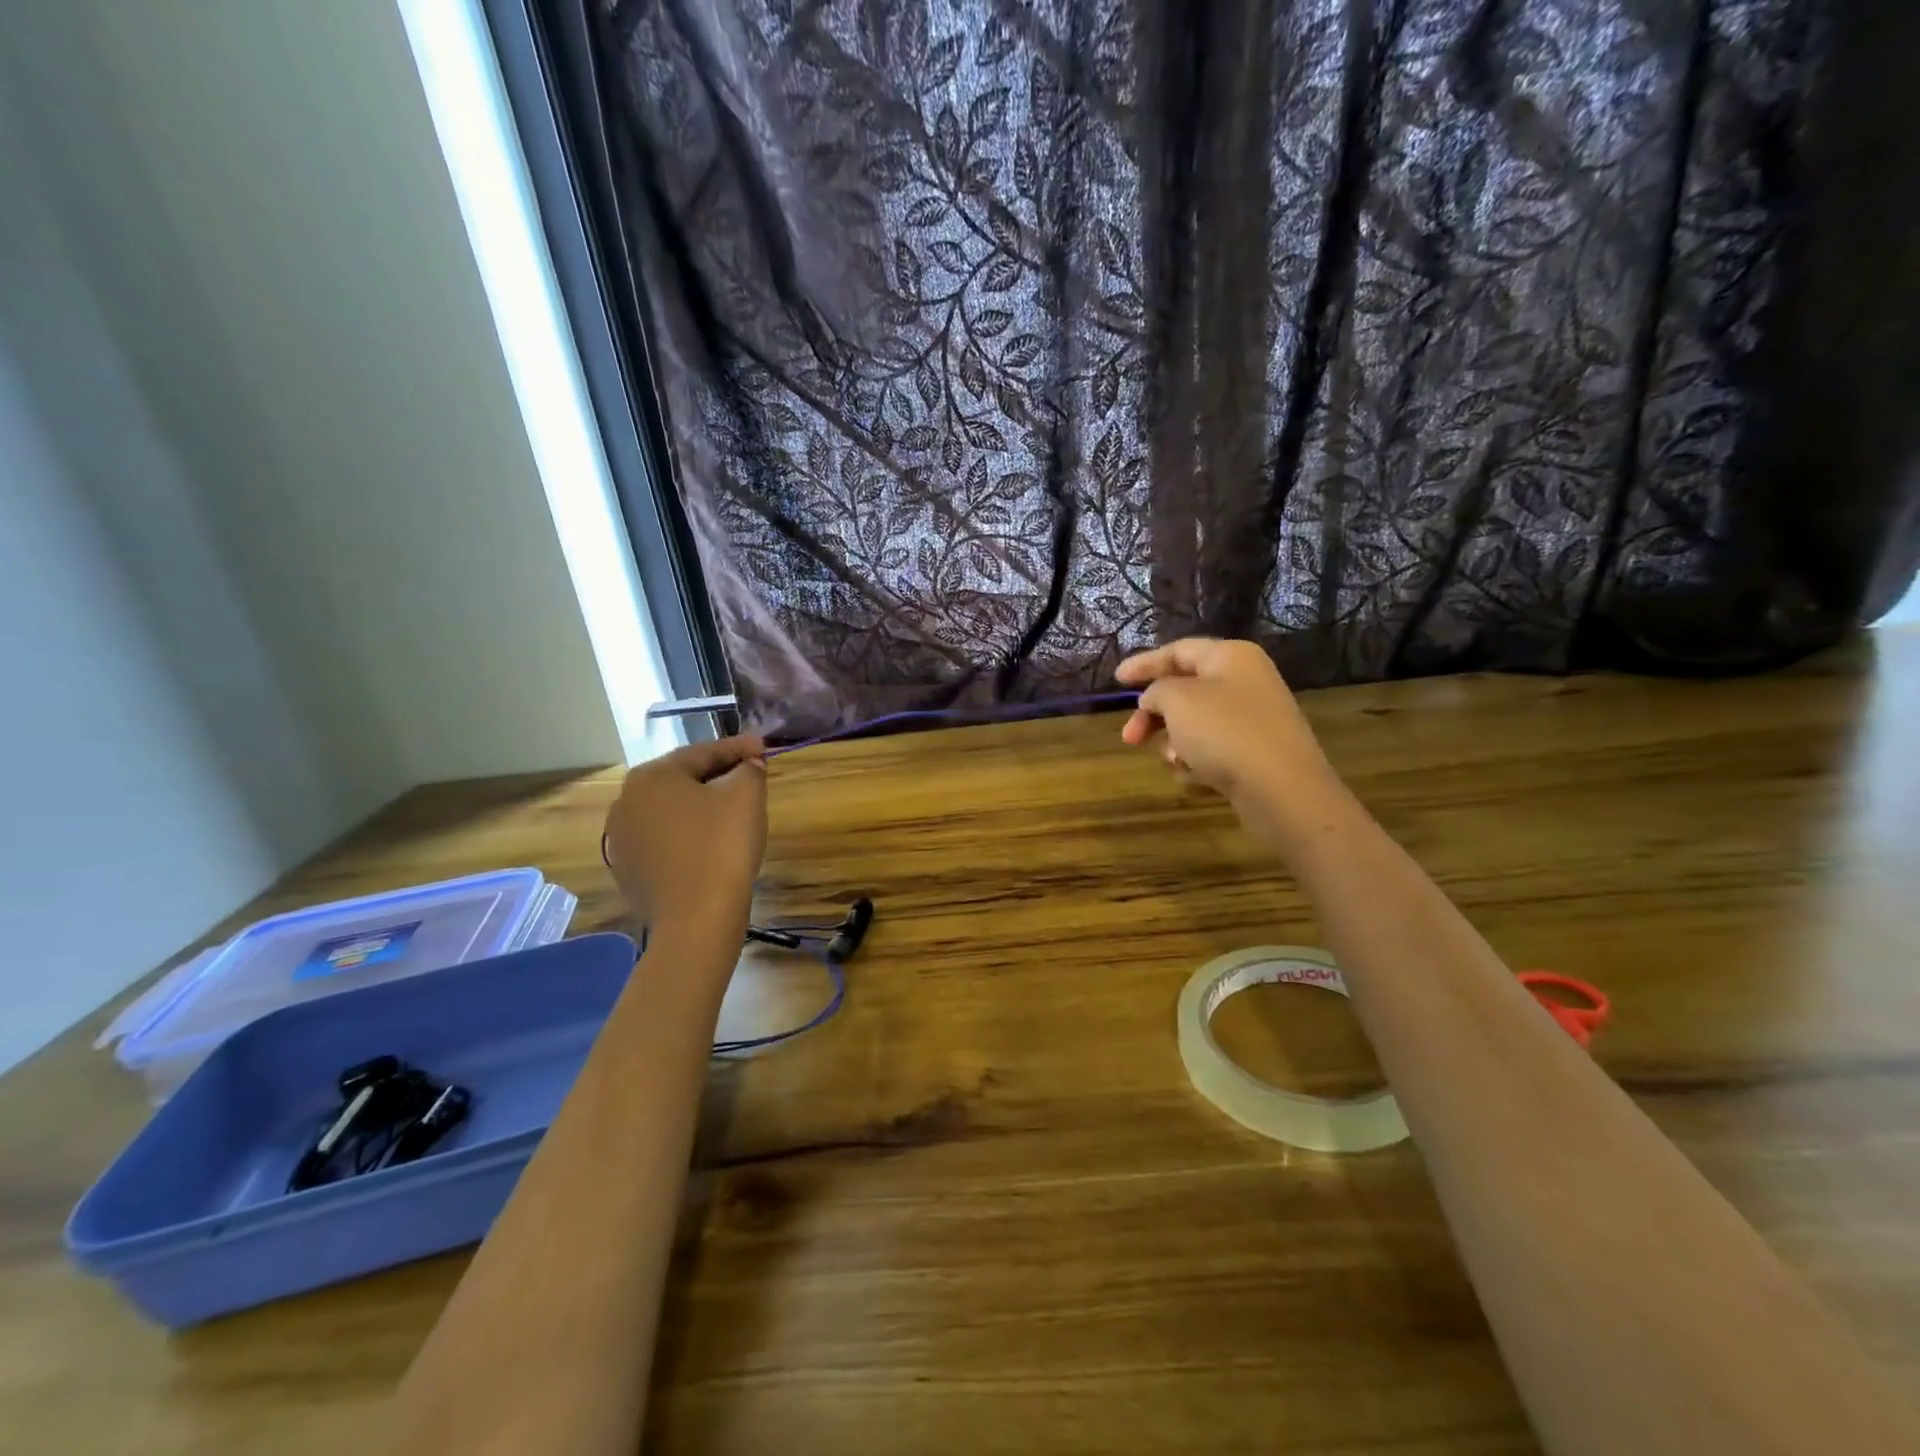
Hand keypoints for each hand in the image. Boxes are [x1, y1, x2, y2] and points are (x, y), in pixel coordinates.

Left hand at [603, 737, 766, 931]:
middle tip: (750, 775)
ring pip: (671, 811)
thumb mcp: (747, 796)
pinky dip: (688, 835)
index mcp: (652, 775)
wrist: (696, 919)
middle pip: (682, 779)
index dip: (739, 748)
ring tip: (732, 810)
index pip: (703, 752)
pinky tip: (710, 844)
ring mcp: (622, 838)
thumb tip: (748, 765)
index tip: (765, 747)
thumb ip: (749, 769)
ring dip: (701, 806)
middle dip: (718, 775)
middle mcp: (626, 800)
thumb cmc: (722, 846)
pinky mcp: (628, 869)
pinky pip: (665, 840)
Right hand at [1115, 638, 1341, 846]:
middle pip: (1184, 690)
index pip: (1178, 651)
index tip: (1116, 680)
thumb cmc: (1225, 733)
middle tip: (1129, 738)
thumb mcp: (1177, 700)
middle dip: (1153, 715)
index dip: (1144, 664)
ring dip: (1174, 741)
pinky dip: (1196, 759)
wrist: (1282, 789)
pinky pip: (1212, 748)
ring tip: (1173, 759)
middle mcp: (1245, 681)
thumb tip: (1156, 698)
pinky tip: (1194, 775)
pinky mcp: (1255, 752)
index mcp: (1230, 657)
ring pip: (1195, 723)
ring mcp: (1253, 718)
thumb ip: (1157, 690)